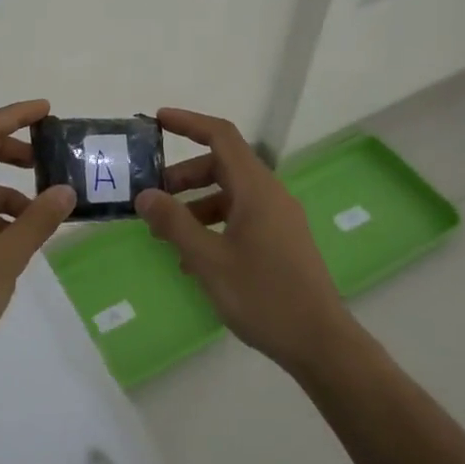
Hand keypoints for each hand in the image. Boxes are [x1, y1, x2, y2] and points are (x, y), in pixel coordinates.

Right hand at [136, 108, 351, 374]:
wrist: (320, 342)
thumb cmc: (263, 296)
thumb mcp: (209, 260)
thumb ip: (174, 223)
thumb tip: (144, 194)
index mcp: (256, 189)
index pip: (222, 136)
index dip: (189, 123)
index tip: (158, 120)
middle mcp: (270, 195)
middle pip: (222, 166)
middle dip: (184, 175)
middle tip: (151, 195)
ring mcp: (279, 218)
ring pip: (230, 194)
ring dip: (195, 204)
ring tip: (165, 233)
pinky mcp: (281, 241)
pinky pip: (241, 217)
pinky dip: (213, 224)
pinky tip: (192, 258)